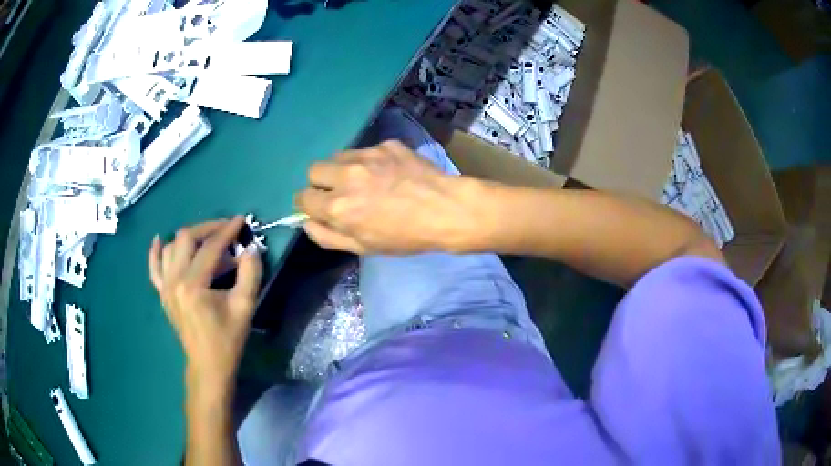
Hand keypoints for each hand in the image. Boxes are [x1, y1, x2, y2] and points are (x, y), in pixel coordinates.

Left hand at [148, 217, 262, 393]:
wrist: (208, 364)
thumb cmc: (228, 339)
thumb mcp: (245, 307)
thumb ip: (250, 274)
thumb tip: (251, 249)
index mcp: (193, 285)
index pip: (210, 248)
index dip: (227, 231)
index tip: (241, 220)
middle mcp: (174, 281)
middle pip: (186, 239)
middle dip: (207, 228)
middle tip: (226, 230)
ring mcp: (165, 287)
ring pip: (171, 247)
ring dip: (189, 239)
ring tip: (207, 242)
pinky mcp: (162, 293)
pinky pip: (154, 267)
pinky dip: (156, 252)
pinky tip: (159, 240)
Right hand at [295, 140, 486, 254]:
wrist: (446, 210)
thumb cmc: (406, 236)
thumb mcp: (364, 247)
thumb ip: (328, 236)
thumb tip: (306, 222)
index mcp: (337, 206)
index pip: (302, 197)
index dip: (309, 204)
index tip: (321, 207)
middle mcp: (346, 176)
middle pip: (314, 170)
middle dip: (321, 183)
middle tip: (341, 192)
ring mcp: (367, 155)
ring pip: (338, 156)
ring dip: (343, 169)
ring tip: (365, 181)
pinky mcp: (386, 144)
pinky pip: (366, 151)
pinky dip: (371, 162)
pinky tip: (390, 173)